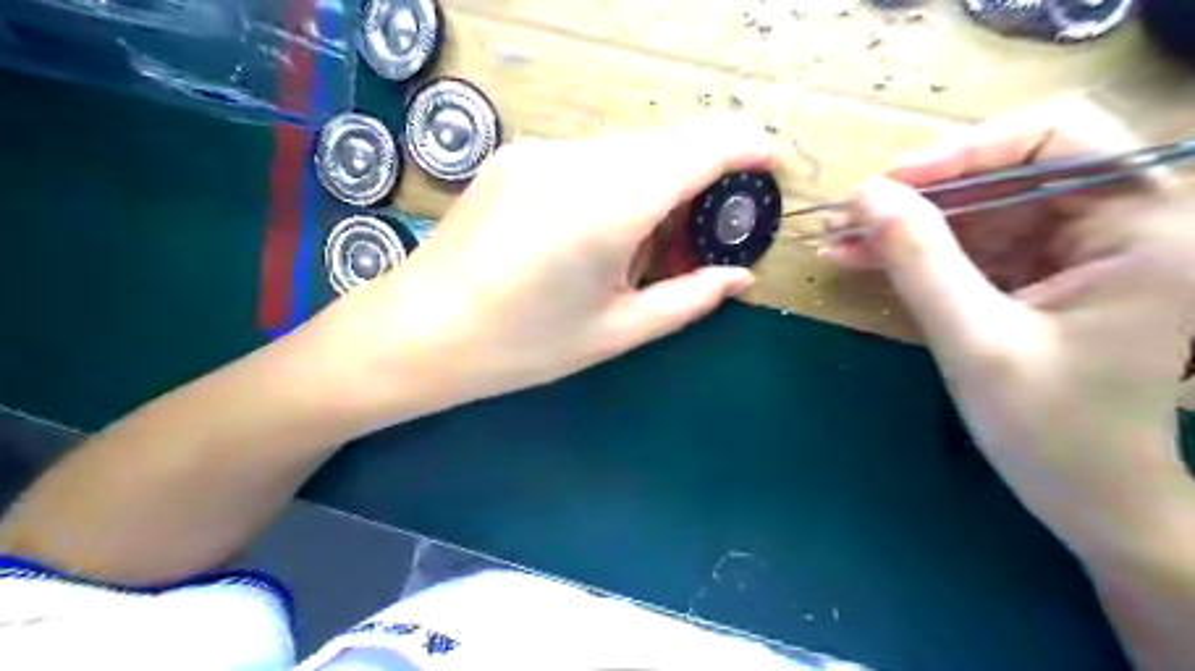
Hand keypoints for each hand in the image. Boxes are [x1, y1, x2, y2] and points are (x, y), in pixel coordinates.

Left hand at [325, 116, 775, 413]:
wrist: (417, 332)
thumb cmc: (521, 347)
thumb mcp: (616, 332)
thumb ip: (688, 298)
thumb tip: (740, 277)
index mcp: (608, 205)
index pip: (700, 147)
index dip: (748, 148)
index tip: (772, 170)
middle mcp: (576, 160)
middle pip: (666, 148)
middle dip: (699, 184)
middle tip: (698, 243)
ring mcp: (540, 151)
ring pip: (629, 152)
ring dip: (656, 188)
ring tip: (642, 251)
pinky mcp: (516, 156)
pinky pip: (590, 159)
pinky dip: (617, 186)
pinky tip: (597, 236)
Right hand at [828, 98, 1194, 559]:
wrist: (1090, 498)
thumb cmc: (1053, 431)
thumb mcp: (977, 342)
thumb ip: (922, 262)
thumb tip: (866, 194)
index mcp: (1144, 226)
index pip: (1056, 137)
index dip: (965, 149)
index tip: (890, 184)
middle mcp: (1118, 222)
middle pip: (1006, 172)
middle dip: (920, 193)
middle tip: (849, 213)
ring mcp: (1075, 249)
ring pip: (977, 209)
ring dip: (905, 223)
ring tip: (840, 236)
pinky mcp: (1038, 275)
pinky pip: (970, 245)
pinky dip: (915, 250)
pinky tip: (862, 257)